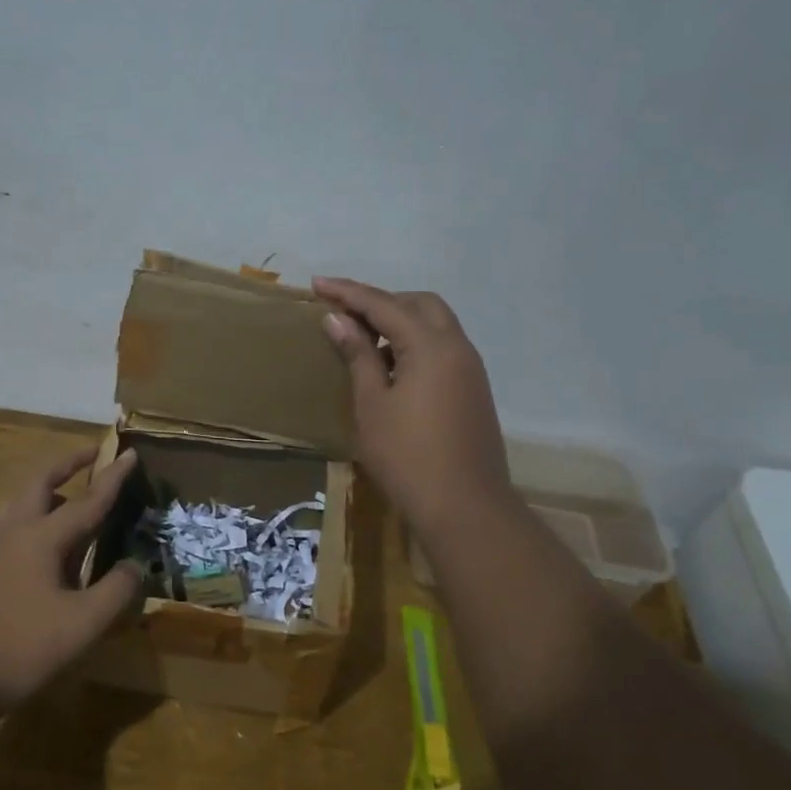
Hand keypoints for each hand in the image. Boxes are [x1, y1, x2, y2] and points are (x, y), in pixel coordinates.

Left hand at [0, 446, 143, 714]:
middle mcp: (15, 532)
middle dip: (67, 463)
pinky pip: (12, 525)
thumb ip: (116, 591)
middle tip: (92, 455)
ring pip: (20, 502)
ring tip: (67, 494)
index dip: (112, 477)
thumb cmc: (22, 646)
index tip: (130, 452)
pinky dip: (34, 515)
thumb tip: (136, 564)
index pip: (87, 500)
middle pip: (40, 482)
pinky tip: (42, 542)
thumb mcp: (83, 624)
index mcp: (42, 537)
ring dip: (46, 488)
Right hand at [312, 278, 512, 540]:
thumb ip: (358, 355)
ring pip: (435, 325)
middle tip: (346, 314)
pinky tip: (391, 368)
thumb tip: (337, 319)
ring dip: (400, 322)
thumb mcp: (372, 404)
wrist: (465, 506)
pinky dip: (415, 343)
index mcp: (431, 345)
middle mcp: (457, 347)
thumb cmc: (407, 456)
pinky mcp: (473, 389)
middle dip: (381, 301)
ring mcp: (470, 368)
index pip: (384, 305)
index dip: (348, 292)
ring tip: (364, 341)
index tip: (317, 283)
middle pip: (419, 304)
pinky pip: (442, 348)